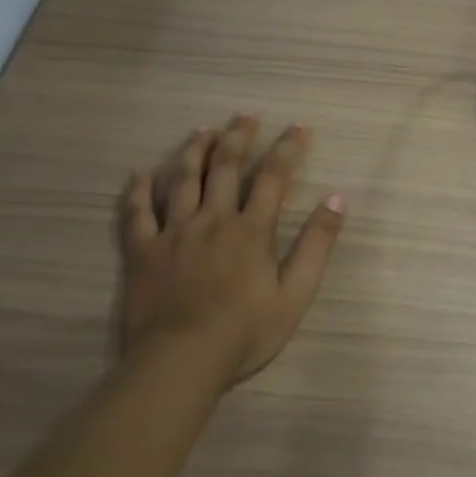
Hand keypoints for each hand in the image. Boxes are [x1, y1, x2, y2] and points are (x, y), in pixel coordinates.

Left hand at [116, 116, 346, 389]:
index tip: (299, 127)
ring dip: (195, 151)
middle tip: (246, 114)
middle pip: (226, 167)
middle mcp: (212, 219)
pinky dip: (139, 190)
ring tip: (203, 130)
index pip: (273, 177)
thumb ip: (317, 243)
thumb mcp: (296, 293)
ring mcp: (173, 233)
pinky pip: (137, 214)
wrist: (180, 362)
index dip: (287, 149)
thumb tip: (338, 198)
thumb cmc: (245, 331)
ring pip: (183, 180)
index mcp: (251, 229)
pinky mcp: (142, 252)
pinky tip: (142, 173)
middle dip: (239, 137)